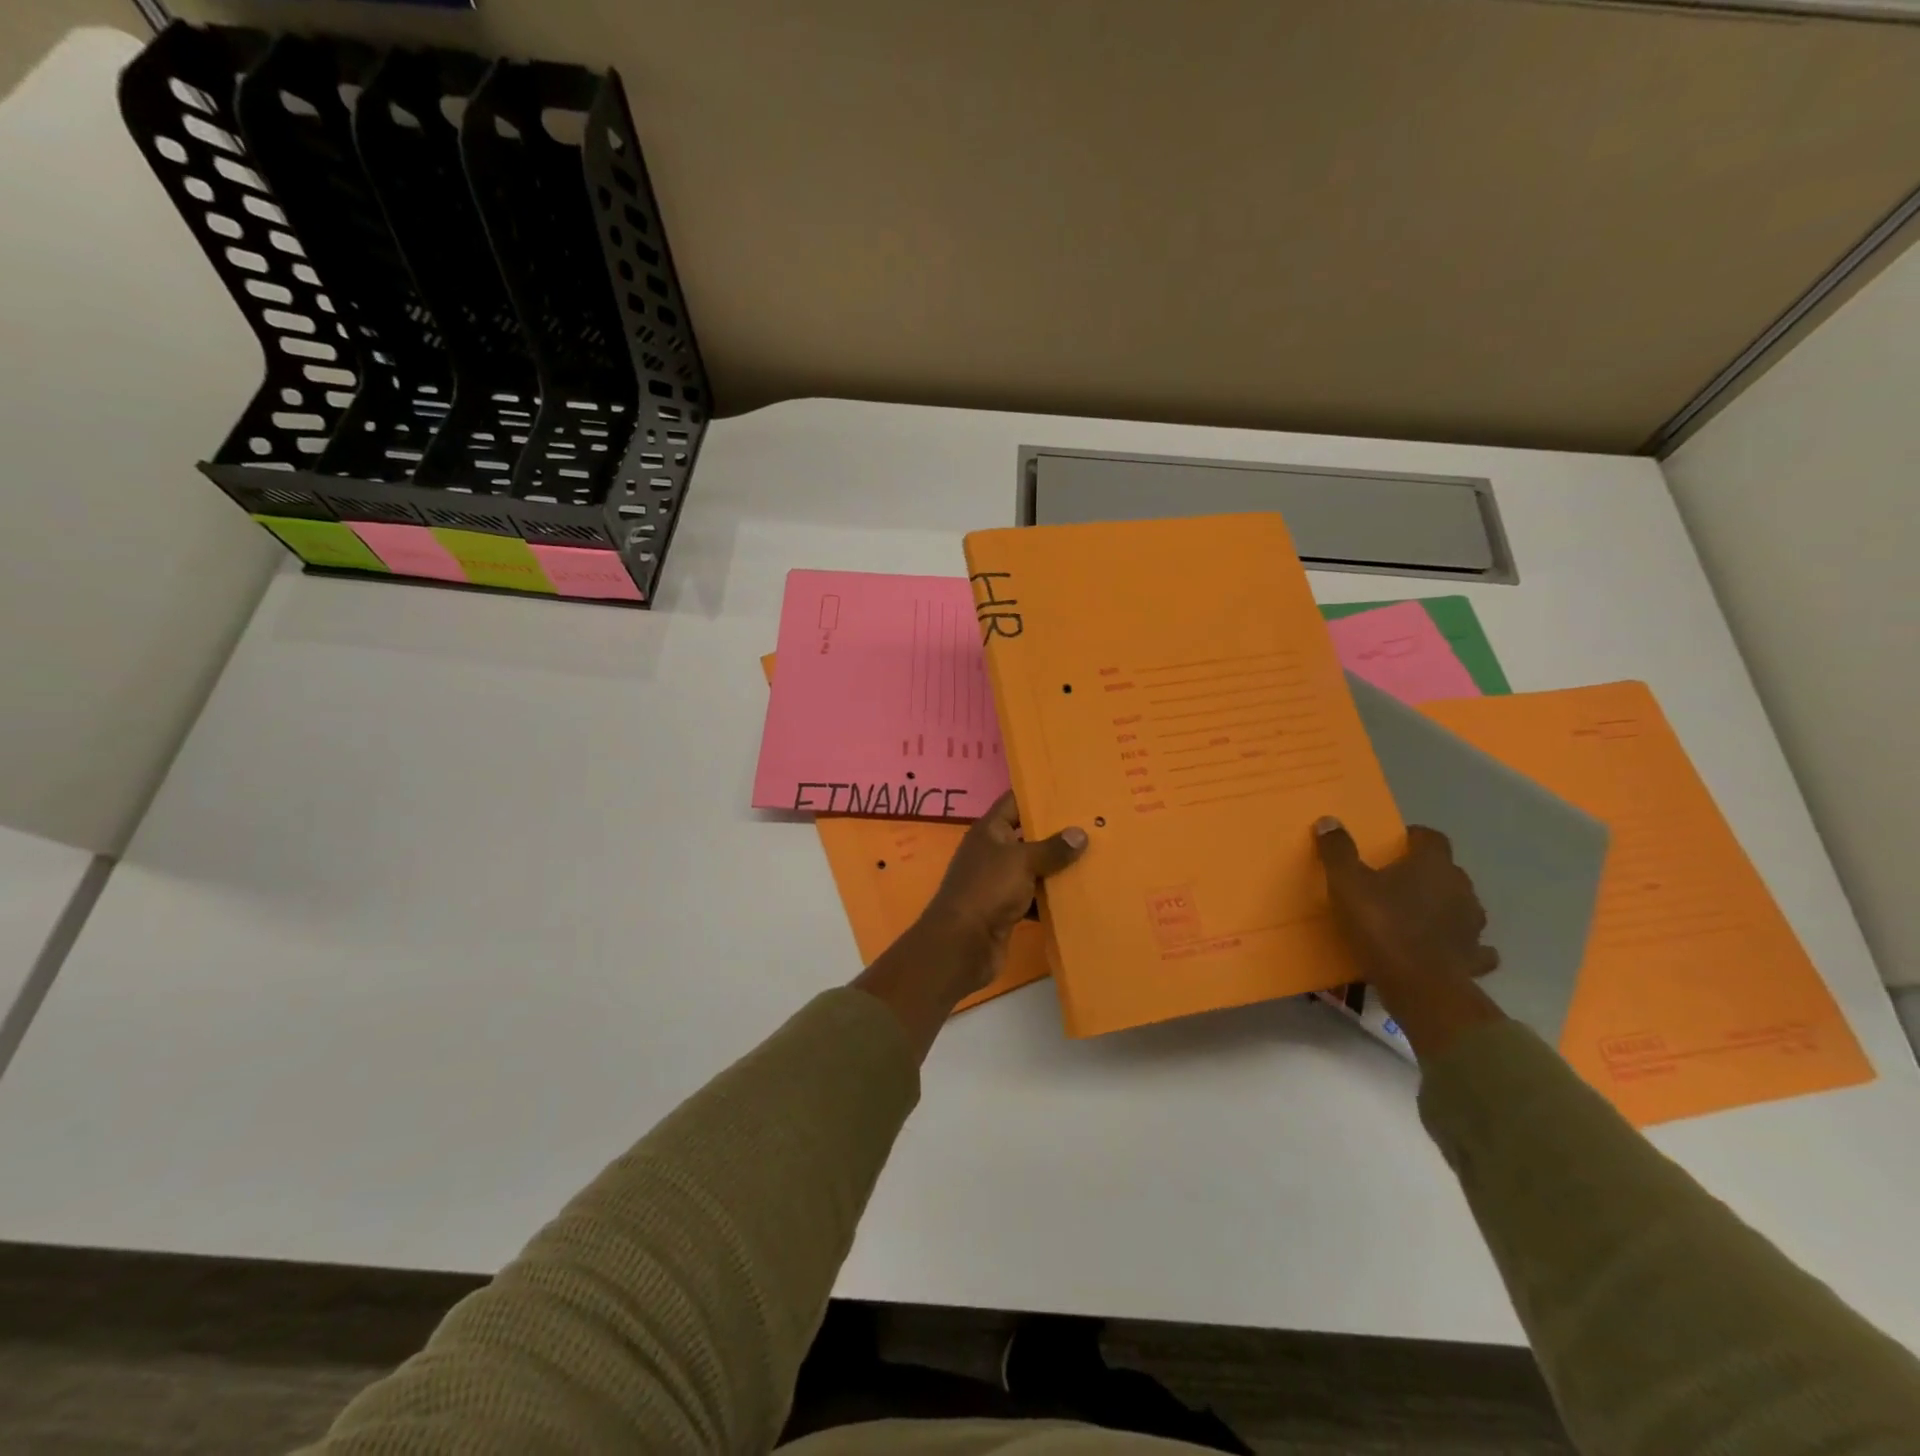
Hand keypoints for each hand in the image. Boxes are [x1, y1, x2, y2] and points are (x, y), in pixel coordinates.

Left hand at [854, 793, 1086, 1061]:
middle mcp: (992, 852)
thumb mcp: (1021, 861)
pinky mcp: (1005, 909)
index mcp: (989, 830)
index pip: (1014, 802)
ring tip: (1094, 858)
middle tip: (1093, 824)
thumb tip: (1080, 833)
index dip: (1038, 794)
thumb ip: (1051, 848)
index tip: (1070, 790)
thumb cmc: (987, 890)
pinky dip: (1050, 898)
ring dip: (1057, 867)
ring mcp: (997, 881)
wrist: (962, 944)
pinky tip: (1077, 896)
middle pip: (1027, 835)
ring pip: (1032, 868)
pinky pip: (1033, 897)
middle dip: (1056, 833)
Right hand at [1314, 816, 1504, 1061]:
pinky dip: (1459, 943)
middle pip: (1446, 870)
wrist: (1420, 987)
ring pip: (1461, 905)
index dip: (1413, 838)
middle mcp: (1460, 888)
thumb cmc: (1382, 926)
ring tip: (1415, 915)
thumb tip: (1329, 821)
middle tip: (1394, 881)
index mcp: (1432, 864)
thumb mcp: (1346, 884)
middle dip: (1425, 872)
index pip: (1431, 837)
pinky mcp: (1475, 957)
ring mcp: (1473, 924)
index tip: (1392, 845)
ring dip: (1443, 906)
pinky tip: (1443, 948)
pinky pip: (1472, 945)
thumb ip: (1338, 851)